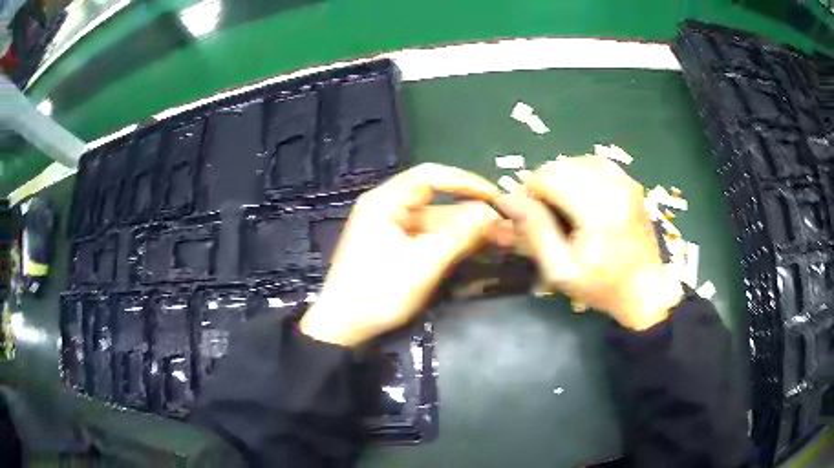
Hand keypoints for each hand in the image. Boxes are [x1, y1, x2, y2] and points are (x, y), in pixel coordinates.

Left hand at [300, 163, 501, 346]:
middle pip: (437, 203)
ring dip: (466, 231)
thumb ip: (461, 235)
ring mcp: (392, 231)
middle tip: (506, 227)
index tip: (495, 196)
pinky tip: (477, 248)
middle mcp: (388, 209)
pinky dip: (453, 243)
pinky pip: (429, 239)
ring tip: (501, 239)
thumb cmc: (378, 291)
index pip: (430, 177)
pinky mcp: (396, 250)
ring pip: (436, 223)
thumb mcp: (423, 262)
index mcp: (385, 202)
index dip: (465, 182)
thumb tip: (494, 215)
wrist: (344, 328)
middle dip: (472, 214)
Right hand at [495, 155, 682, 329]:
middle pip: (561, 166)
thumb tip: (506, 199)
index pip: (548, 177)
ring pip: (576, 161)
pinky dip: (579, 175)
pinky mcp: (630, 183)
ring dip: (560, 179)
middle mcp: (614, 187)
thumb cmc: (601, 286)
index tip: (524, 214)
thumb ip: (533, 231)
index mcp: (598, 211)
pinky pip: (595, 164)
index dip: (528, 191)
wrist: (645, 290)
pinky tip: (578, 196)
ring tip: (559, 206)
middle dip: (542, 184)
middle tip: (540, 213)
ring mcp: (626, 182)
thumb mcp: (560, 269)